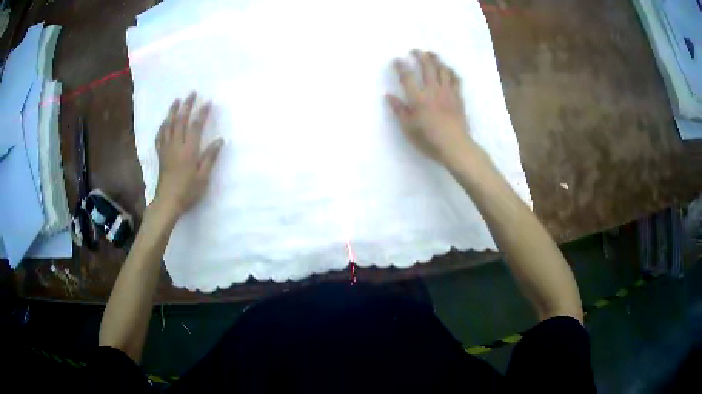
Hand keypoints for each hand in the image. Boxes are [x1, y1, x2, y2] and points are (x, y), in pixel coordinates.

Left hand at [153, 92, 222, 217]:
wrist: (167, 202)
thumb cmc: (187, 191)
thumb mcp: (203, 177)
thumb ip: (210, 157)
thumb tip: (219, 140)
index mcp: (188, 150)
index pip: (196, 126)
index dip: (202, 113)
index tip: (208, 102)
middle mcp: (176, 146)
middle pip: (180, 121)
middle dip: (187, 106)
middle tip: (192, 93)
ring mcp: (166, 149)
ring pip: (168, 126)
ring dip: (173, 112)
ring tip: (177, 101)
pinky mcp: (160, 155)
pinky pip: (160, 137)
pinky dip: (162, 127)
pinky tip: (164, 121)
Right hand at [387, 50, 476, 165]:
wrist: (455, 146)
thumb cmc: (429, 140)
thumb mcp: (408, 128)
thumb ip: (399, 110)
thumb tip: (389, 96)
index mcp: (418, 99)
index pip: (407, 77)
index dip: (401, 66)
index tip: (397, 59)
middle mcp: (433, 91)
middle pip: (427, 67)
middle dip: (420, 56)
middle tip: (415, 51)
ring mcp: (448, 93)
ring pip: (443, 70)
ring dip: (436, 59)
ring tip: (431, 54)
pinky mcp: (458, 97)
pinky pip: (456, 80)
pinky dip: (451, 72)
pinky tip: (448, 69)